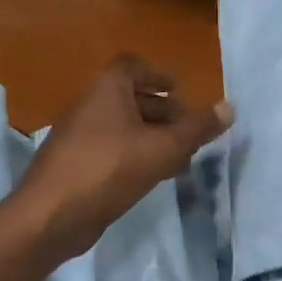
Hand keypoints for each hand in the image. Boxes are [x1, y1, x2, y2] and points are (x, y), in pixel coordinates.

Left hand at [14, 55, 231, 263]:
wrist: (52, 214)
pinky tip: (153, 177)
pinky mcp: (76, 164)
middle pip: (131, 97)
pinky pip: (112, 149)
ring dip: (152, 137)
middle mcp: (90, 104)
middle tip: (190, 131)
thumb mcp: (163, 148)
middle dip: (163, 111)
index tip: (180, 90)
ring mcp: (79, 135)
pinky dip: (135, 155)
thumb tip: (229, 107)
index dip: (159, 74)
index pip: (134, 66)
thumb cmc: (109, 169)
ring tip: (181, 158)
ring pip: (123, 126)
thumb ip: (197, 128)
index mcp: (107, 88)